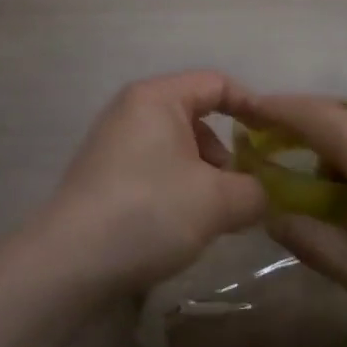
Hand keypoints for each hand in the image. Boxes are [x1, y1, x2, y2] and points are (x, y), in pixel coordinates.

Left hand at [30, 72, 267, 297]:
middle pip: (196, 117)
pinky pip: (154, 167)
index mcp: (157, 98)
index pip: (217, 84)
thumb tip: (265, 194)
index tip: (277, 140)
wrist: (69, 262)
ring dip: (203, 176)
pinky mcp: (102, 174)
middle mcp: (131, 110)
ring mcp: (112, 142)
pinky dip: (177, 188)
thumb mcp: (218, 202)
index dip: (253, 107)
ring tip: (212, 216)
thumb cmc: (149, 212)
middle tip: (241, 190)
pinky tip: (180, 225)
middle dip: (226, 152)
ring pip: (176, 147)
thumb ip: (255, 191)